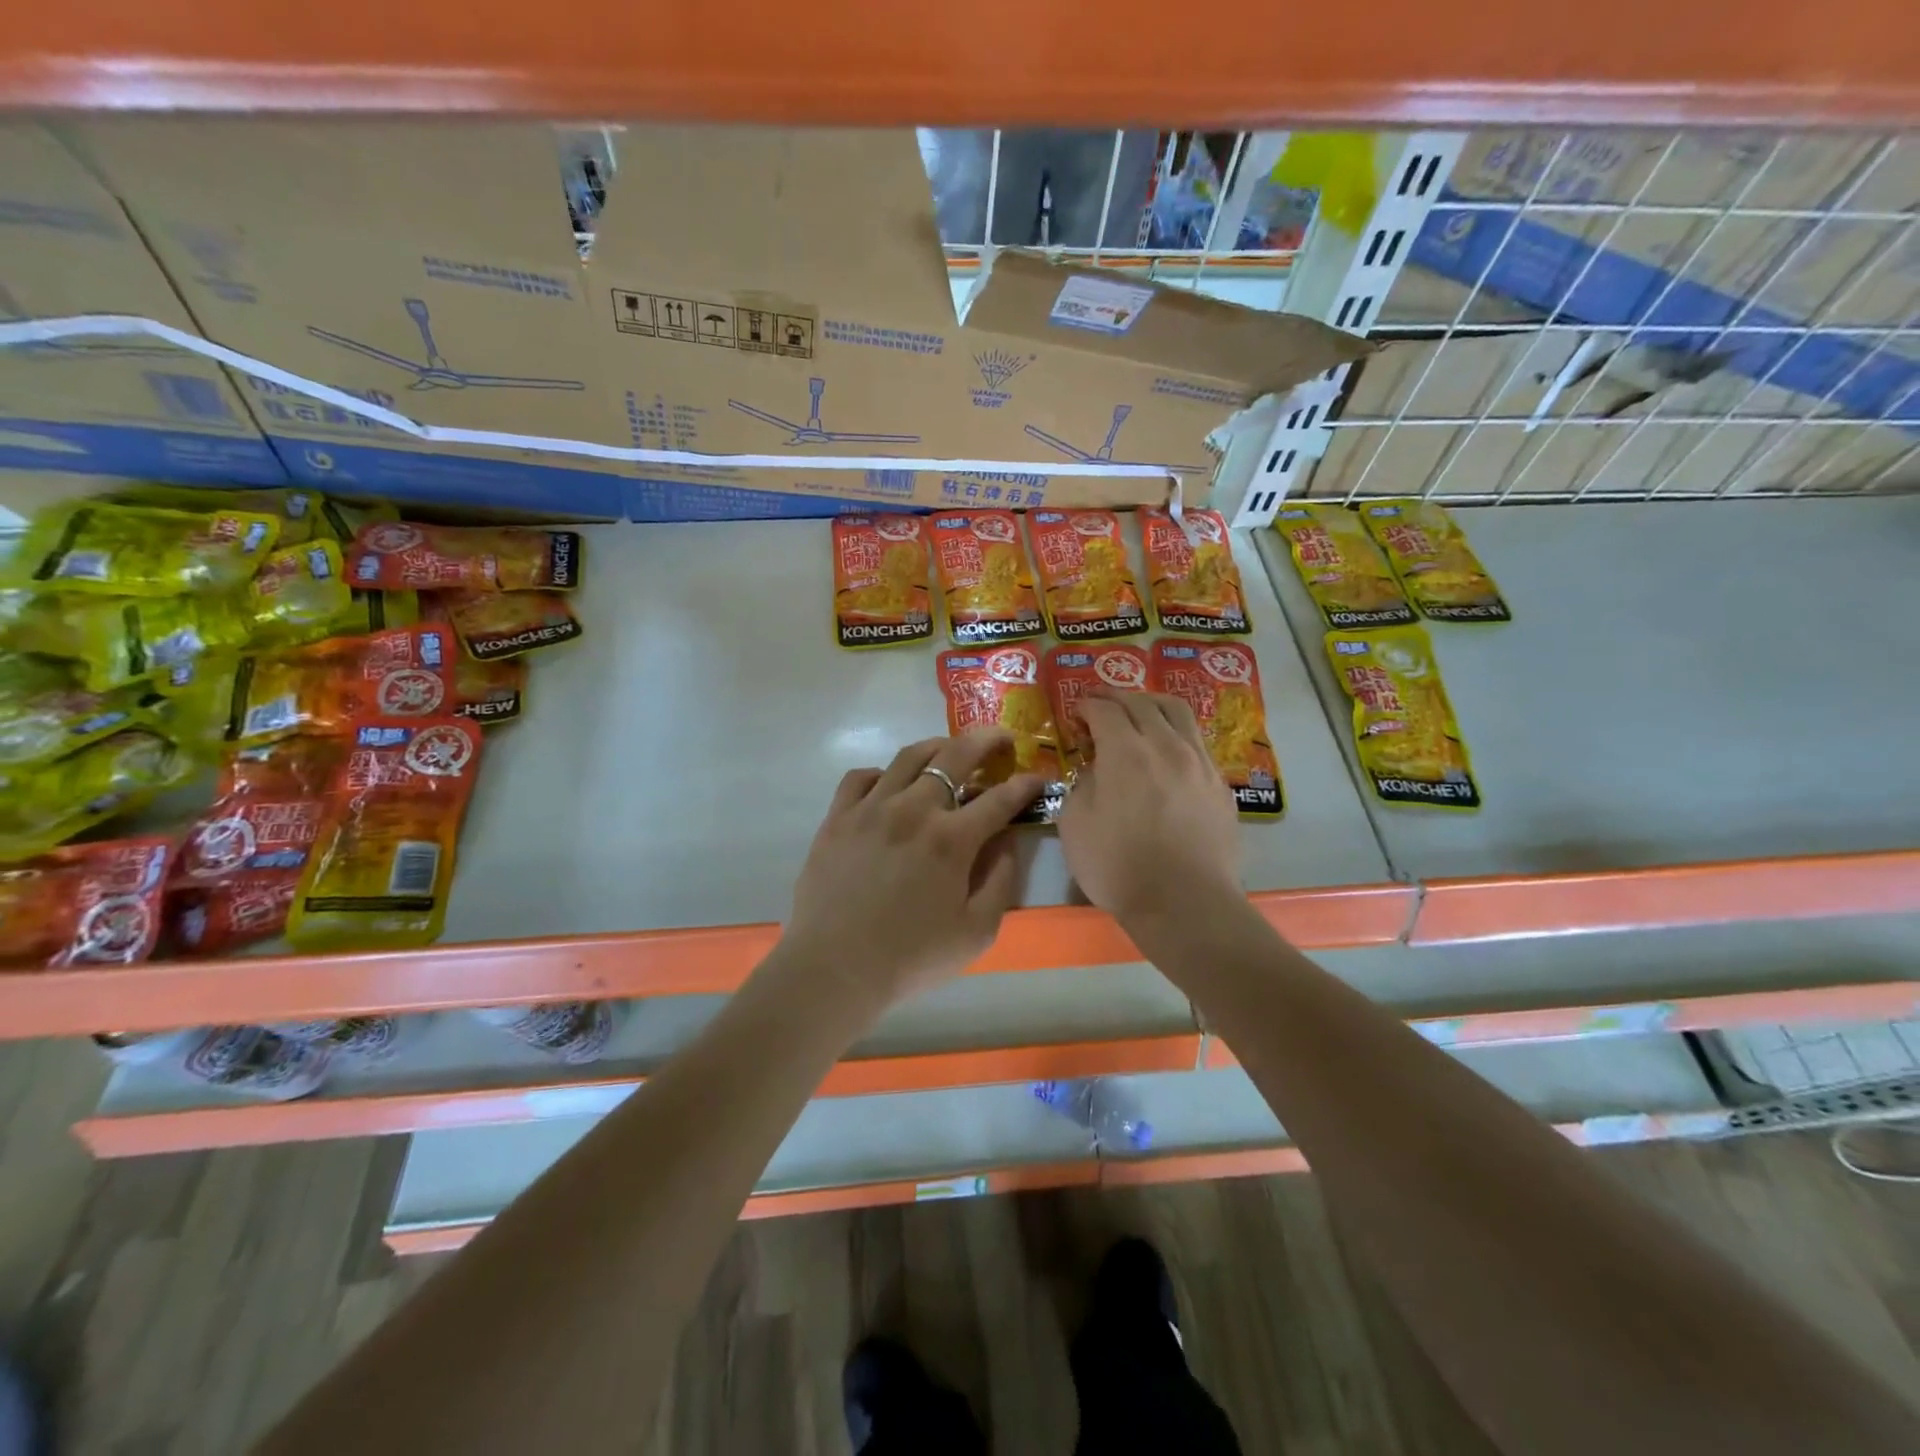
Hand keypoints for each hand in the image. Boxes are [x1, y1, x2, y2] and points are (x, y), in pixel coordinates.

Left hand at [781, 731, 1043, 1012]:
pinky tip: (891, 784)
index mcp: (951, 839)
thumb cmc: (911, 957)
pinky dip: (883, 773)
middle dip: (986, 741)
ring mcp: (870, 808)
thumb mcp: (976, 932)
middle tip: (1001, 739)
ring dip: (938, 746)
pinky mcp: (837, 817)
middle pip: (955, 756)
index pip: (1000, 798)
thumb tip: (1007, 840)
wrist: (834, 969)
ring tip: (950, 750)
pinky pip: (861, 776)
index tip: (1038, 778)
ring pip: (909, 756)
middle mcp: (913, 810)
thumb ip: (1001, 881)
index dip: (1026, 785)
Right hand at [1057, 690, 1240, 927]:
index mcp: (1125, 751)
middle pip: (1143, 703)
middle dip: (1117, 698)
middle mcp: (1166, 745)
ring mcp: (1199, 762)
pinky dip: (1176, 734)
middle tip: (1102, 704)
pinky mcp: (1220, 784)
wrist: (1185, 903)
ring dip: (1153, 705)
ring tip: (1140, 713)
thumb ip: (1082, 784)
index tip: (1076, 711)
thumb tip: (1097, 769)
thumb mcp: (1075, 824)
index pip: (1105, 710)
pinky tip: (1168, 751)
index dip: (1087, 705)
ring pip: (1178, 713)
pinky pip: (1196, 742)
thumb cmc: (1119, 866)